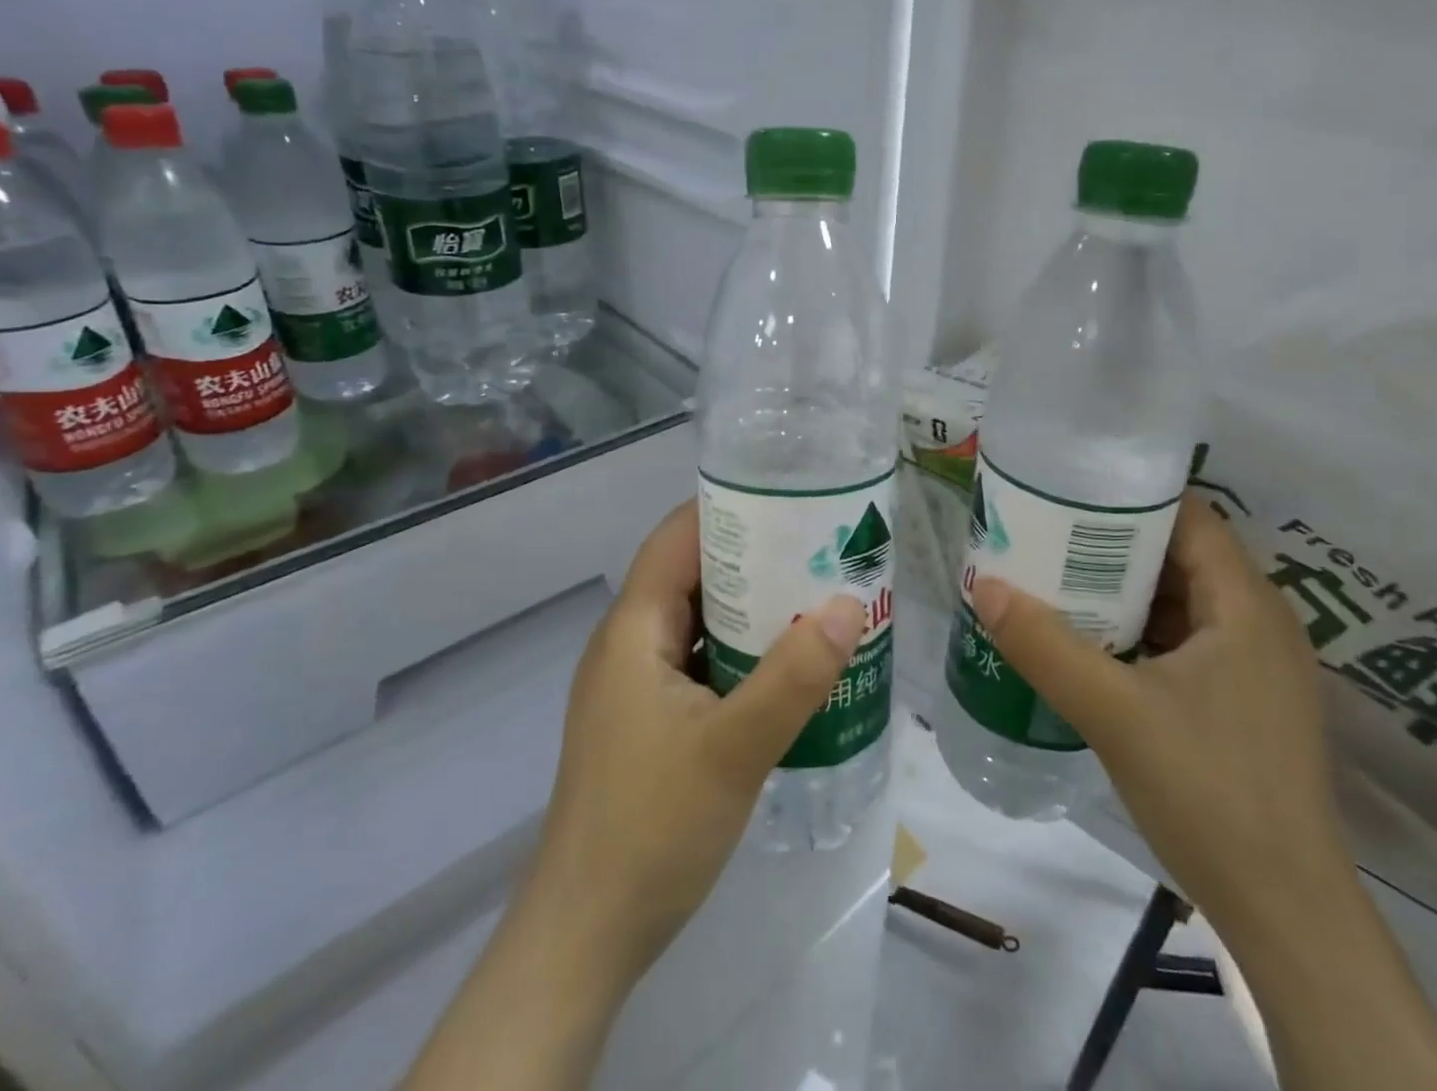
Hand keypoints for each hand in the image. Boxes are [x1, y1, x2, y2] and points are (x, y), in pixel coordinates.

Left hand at [522, 499, 867, 995]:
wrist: (586, 938)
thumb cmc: (651, 829)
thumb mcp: (734, 748)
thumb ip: (795, 677)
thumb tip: (850, 605)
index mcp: (634, 629)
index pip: (678, 537)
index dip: (729, 507)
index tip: (791, 498)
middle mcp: (631, 644)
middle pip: (694, 575)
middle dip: (756, 557)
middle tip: (824, 549)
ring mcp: (639, 686)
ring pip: (701, 622)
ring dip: (753, 609)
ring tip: (819, 597)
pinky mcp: (652, 722)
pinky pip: (702, 663)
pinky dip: (743, 653)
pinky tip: (790, 666)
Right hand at [968, 498, 1352, 933]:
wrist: (1285, 914)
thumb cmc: (1208, 793)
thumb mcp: (1113, 712)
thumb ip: (1045, 646)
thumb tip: (984, 585)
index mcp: (1247, 606)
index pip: (1191, 516)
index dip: (1132, 496)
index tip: (1071, 490)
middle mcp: (1261, 623)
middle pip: (1183, 554)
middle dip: (1116, 541)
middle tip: (1048, 533)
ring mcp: (1257, 666)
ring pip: (1184, 600)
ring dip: (1125, 588)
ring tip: (1058, 577)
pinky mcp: (1245, 702)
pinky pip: (1188, 640)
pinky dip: (1141, 629)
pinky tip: (1093, 641)